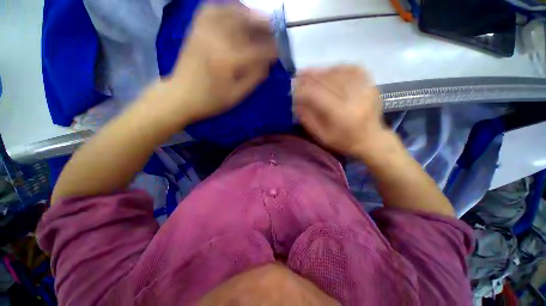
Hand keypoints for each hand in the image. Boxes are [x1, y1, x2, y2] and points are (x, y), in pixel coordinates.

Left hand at [161, 4, 277, 123]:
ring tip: (258, 18)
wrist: (181, 96)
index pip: (257, 50)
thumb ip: (254, 78)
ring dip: (247, 13)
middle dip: (263, 25)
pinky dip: (225, 7)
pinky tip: (234, 12)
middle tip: (274, 28)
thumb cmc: (211, 100)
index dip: (271, 50)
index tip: (280, 51)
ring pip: (229, 12)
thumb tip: (267, 65)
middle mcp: (217, 40)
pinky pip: (211, 9)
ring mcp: (204, 31)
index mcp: (229, 60)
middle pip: (245, 24)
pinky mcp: (195, 30)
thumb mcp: (236, 96)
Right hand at [294, 66, 385, 156]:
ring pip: (338, 71)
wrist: (371, 139)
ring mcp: (365, 88)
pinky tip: (327, 71)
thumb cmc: (344, 141)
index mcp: (341, 114)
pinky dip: (336, 68)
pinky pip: (351, 69)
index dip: (302, 90)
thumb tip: (295, 102)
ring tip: (308, 72)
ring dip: (320, 71)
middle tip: (296, 76)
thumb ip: (307, 119)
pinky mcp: (370, 84)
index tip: (292, 90)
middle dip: (308, 77)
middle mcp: (354, 97)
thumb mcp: (321, 136)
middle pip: (327, 80)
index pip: (317, 95)